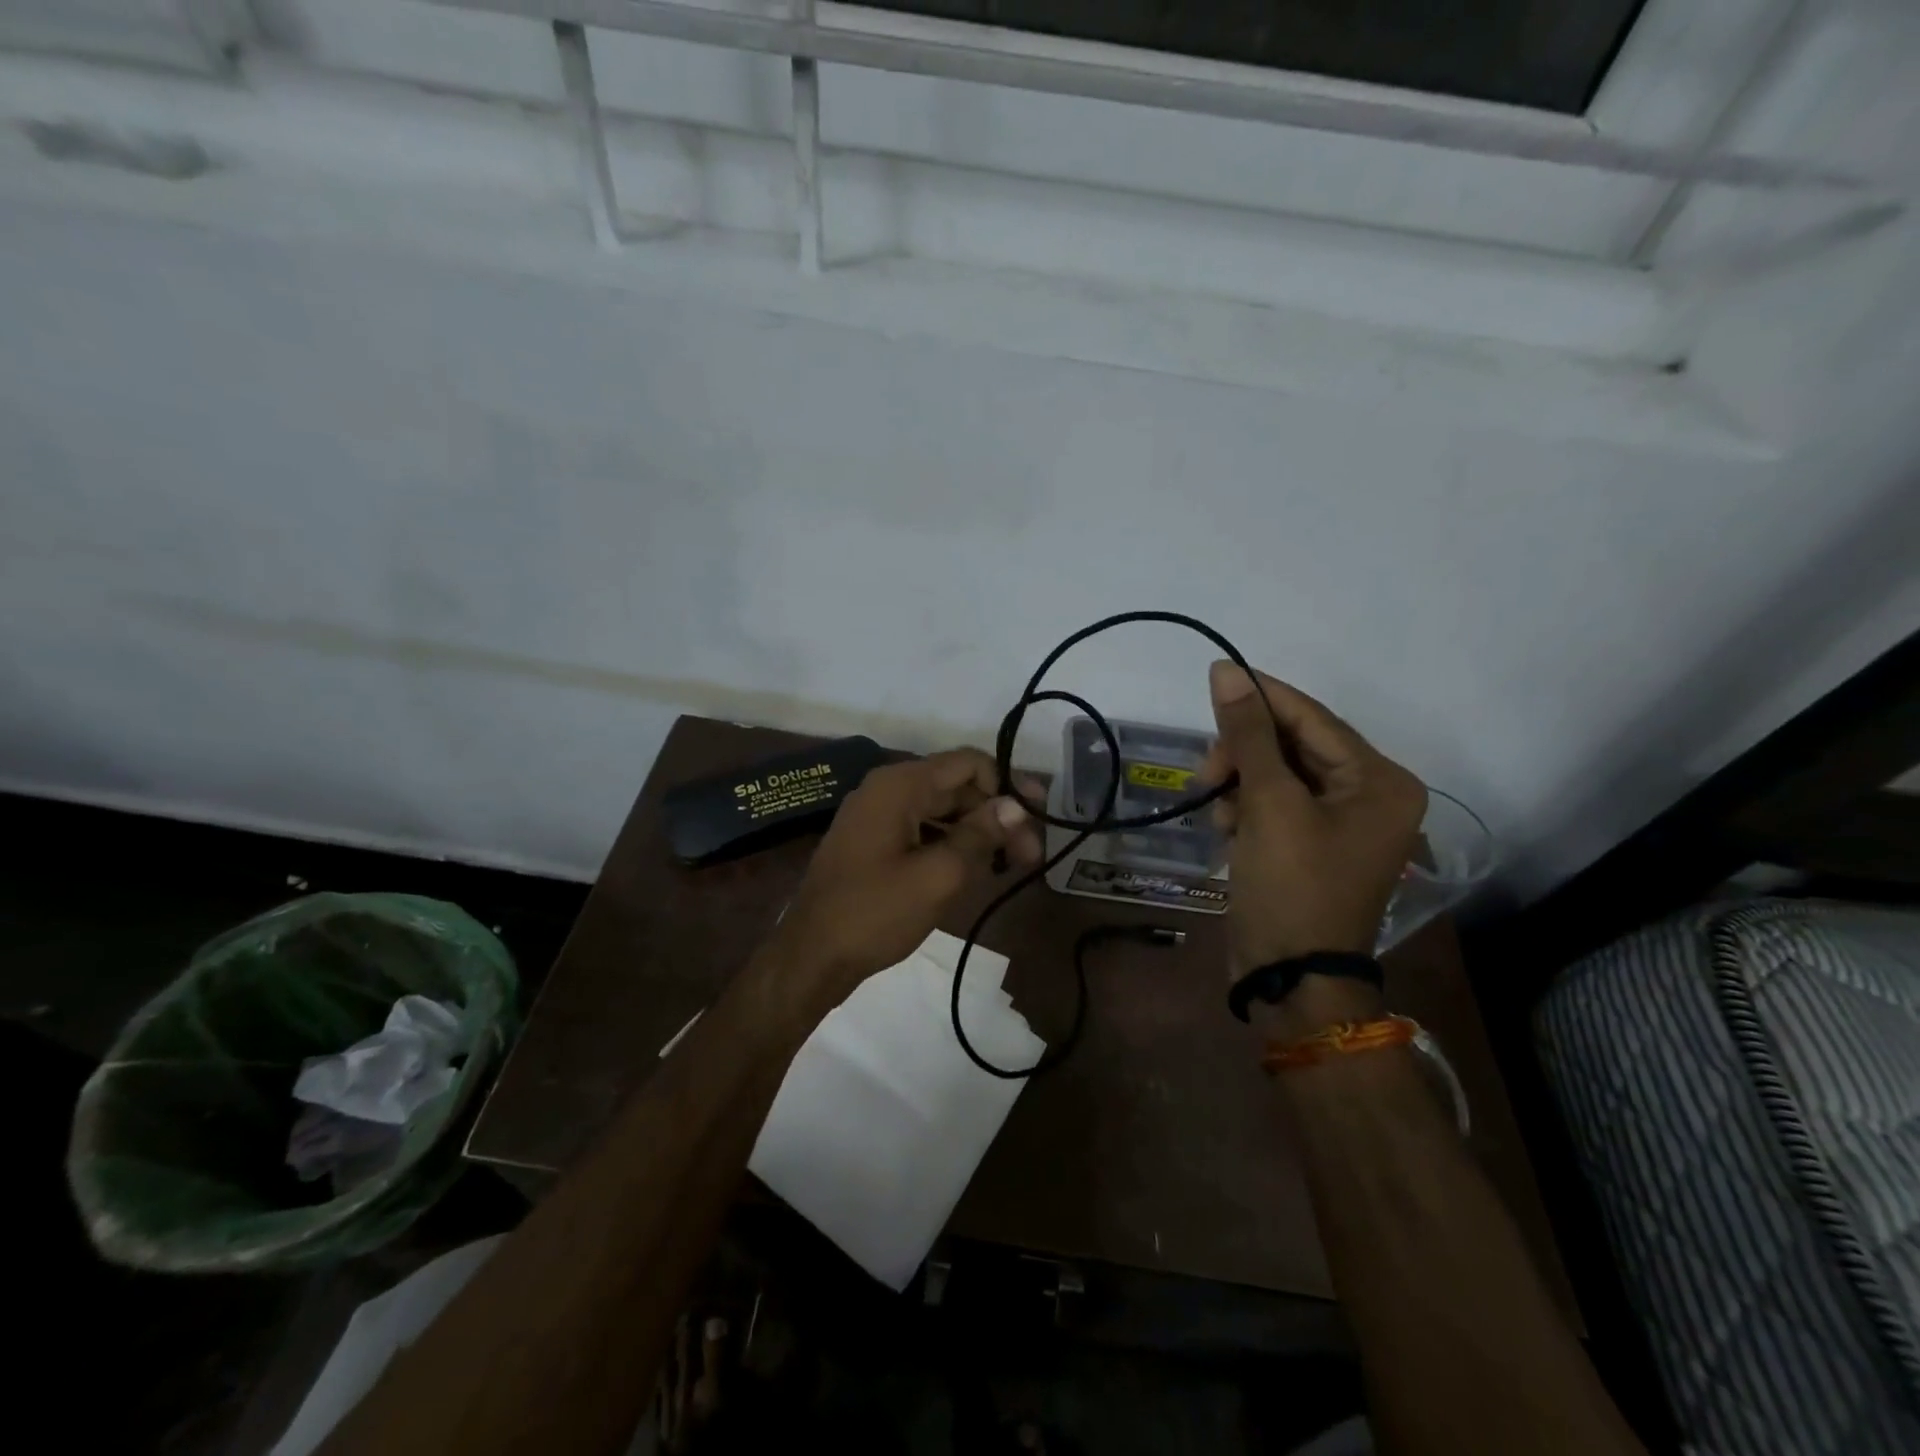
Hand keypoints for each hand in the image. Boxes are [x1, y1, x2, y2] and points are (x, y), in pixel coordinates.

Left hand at [765, 749, 1042, 1009]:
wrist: (811, 957)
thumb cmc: (875, 913)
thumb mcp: (938, 876)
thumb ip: (980, 835)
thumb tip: (1017, 806)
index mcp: (900, 785)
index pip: (968, 763)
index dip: (1008, 784)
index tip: (1038, 815)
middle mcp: (887, 789)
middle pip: (957, 787)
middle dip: (996, 815)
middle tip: (1031, 855)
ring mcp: (877, 816)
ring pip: (942, 811)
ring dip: (977, 833)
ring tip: (1010, 866)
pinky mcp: (874, 842)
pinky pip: (922, 830)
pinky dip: (951, 845)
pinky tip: (975, 870)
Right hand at [1202, 662, 1426, 978]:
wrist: (1291, 978)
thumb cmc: (1292, 886)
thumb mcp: (1268, 804)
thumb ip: (1247, 734)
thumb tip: (1225, 670)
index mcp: (1379, 781)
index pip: (1313, 719)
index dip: (1262, 696)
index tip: (1215, 676)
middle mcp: (1370, 796)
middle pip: (1294, 746)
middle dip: (1245, 754)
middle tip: (1206, 771)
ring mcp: (1341, 823)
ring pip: (1277, 774)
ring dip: (1240, 783)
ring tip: (1217, 810)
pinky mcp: (1312, 844)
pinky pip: (1274, 804)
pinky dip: (1246, 808)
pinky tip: (1227, 828)